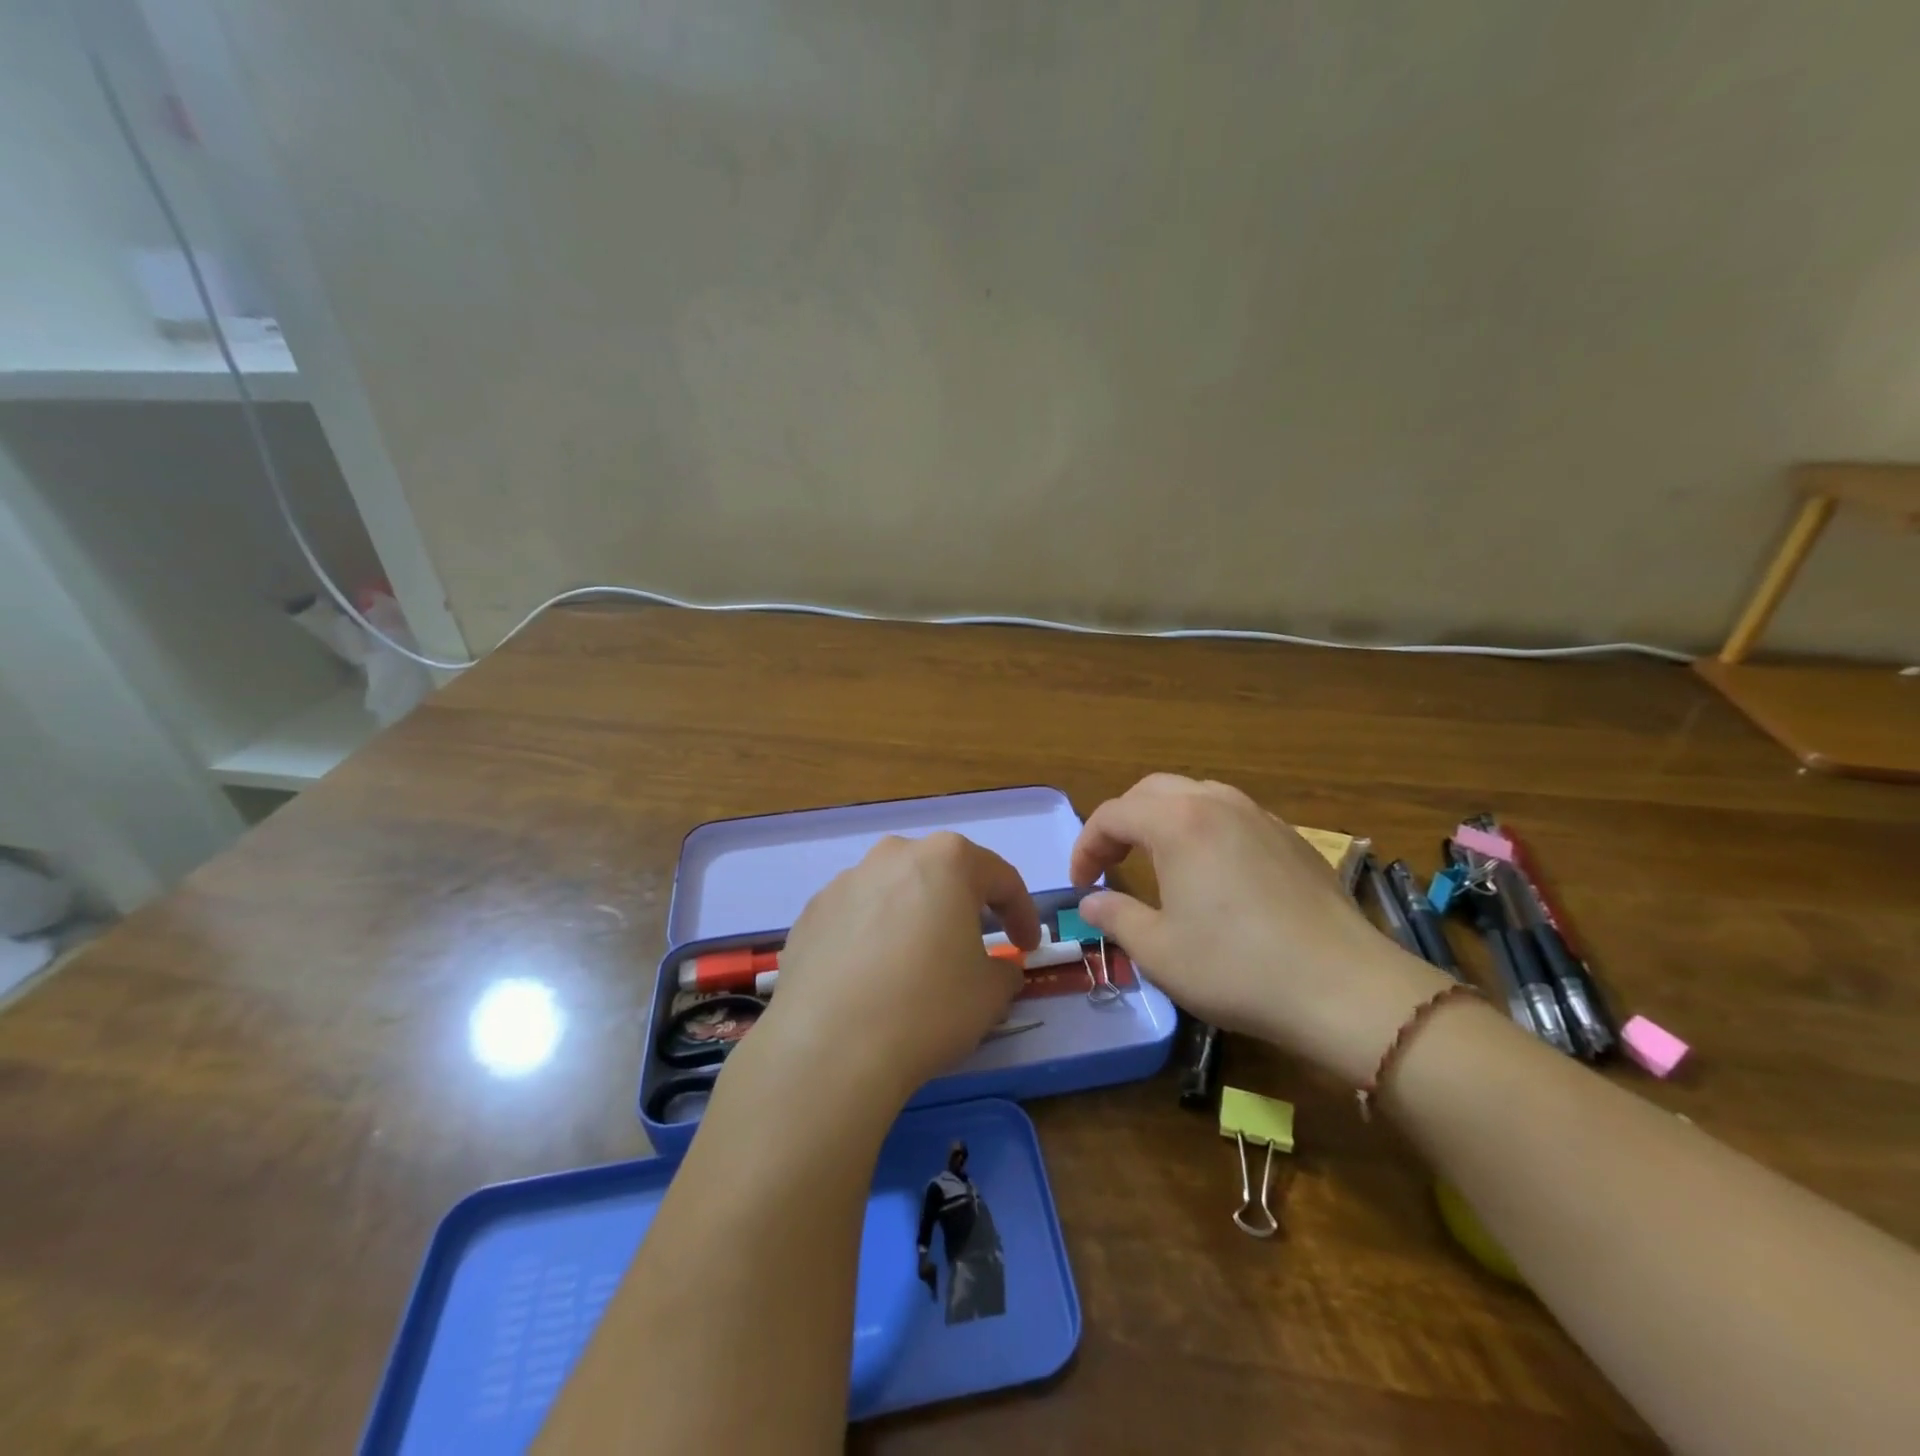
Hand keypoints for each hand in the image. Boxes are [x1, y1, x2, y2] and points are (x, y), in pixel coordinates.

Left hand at [745, 832, 1039, 1114]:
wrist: (830, 1047)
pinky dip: (872, 937)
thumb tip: (998, 968)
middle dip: (964, 905)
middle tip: (975, 945)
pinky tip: (872, 979)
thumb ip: (1004, 970)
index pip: (1000, 877)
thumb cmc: (928, 1007)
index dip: (1022, 912)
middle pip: (941, 874)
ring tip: (917, 964)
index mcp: (946, 860)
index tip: (1027, 946)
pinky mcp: (811, 914)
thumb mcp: (990, 994)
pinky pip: (856, 918)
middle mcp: (893, 856)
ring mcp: (845, 881)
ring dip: (914, 918)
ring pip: (895, 892)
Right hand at [1069, 774, 1446, 1084]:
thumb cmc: (1237, 968)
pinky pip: (1232, 814)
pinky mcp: (1291, 837)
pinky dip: (1203, 829)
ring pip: (1195, 795)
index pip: (1113, 814)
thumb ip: (1115, 917)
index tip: (1080, 885)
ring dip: (1163, 820)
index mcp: (1177, 822)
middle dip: (1122, 823)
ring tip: (1157, 861)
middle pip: (1151, 791)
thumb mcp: (1159, 950)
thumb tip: (1090, 903)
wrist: (1345, 988)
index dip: (1086, 846)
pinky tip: (1212, 872)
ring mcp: (1260, 815)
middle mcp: (1217, 803)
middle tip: (1111, 864)